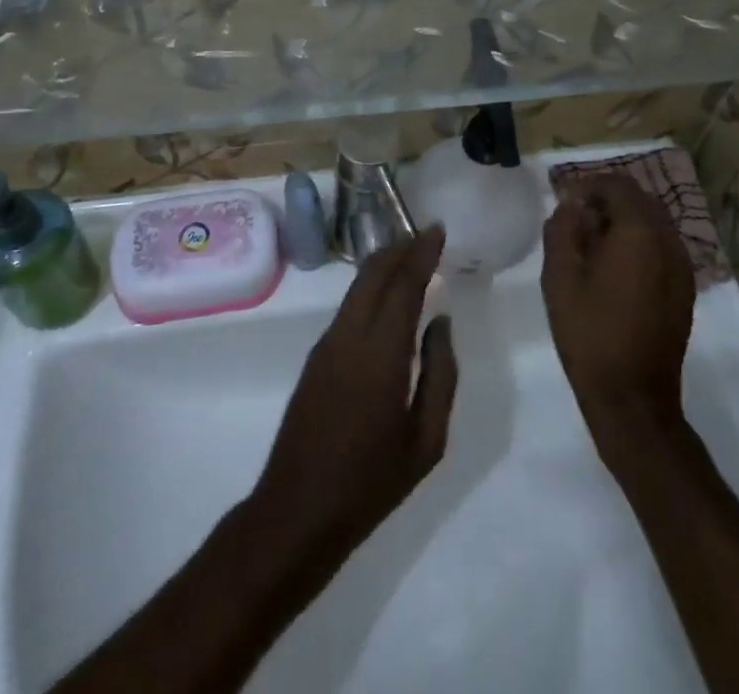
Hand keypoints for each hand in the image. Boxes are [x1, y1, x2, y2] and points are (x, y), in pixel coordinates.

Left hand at [251, 228, 457, 565]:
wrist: (298, 510)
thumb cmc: (371, 482)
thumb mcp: (426, 440)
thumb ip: (440, 375)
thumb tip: (440, 323)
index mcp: (381, 353)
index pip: (403, 284)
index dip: (421, 252)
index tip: (438, 229)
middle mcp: (350, 335)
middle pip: (373, 273)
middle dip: (400, 248)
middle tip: (426, 237)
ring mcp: (327, 344)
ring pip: (357, 286)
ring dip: (383, 266)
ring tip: (411, 259)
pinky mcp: (316, 356)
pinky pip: (348, 307)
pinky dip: (370, 289)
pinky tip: (387, 299)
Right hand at [542, 175, 693, 452]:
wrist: (632, 398)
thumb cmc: (589, 332)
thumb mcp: (559, 276)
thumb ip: (563, 229)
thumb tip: (572, 206)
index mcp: (640, 233)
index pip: (618, 186)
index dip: (589, 185)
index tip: (564, 200)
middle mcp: (669, 242)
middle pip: (640, 201)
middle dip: (607, 201)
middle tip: (576, 218)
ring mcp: (683, 268)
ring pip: (653, 224)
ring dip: (624, 222)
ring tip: (591, 243)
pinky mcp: (684, 290)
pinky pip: (661, 248)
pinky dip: (638, 244)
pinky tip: (613, 268)